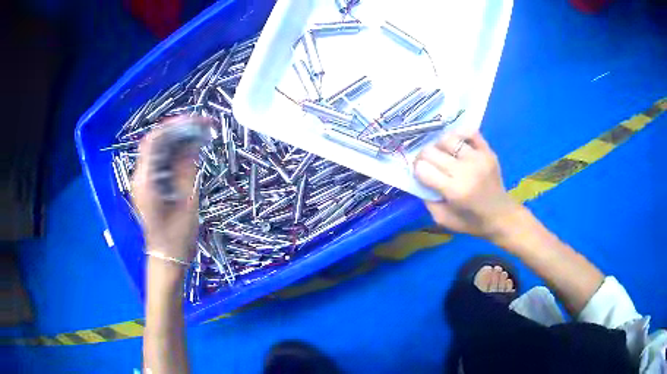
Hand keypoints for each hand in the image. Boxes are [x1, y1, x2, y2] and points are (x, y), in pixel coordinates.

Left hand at [131, 117, 201, 262]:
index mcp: (146, 180)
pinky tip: (189, 151)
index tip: (195, 120)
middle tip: (201, 125)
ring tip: (199, 134)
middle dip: (177, 129)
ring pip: (158, 151)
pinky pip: (160, 162)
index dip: (174, 125)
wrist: (167, 258)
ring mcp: (143, 182)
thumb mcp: (186, 201)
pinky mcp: (149, 187)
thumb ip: (187, 168)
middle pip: (155, 142)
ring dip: (177, 140)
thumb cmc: (177, 236)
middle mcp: (140, 177)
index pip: (154, 141)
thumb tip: (193, 142)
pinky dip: (174, 153)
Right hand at [414, 131, 523, 242]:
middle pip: (431, 151)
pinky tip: (457, 144)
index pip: (422, 168)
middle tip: (428, 164)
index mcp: (454, 190)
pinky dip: (459, 134)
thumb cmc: (472, 222)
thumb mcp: (444, 220)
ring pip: (447, 138)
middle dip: (423, 157)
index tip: (420, 174)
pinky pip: (470, 131)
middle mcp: (465, 170)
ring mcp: (478, 158)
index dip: (416, 170)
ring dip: (440, 146)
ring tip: (443, 155)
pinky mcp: (488, 151)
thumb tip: (418, 179)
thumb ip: (428, 201)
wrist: (501, 216)